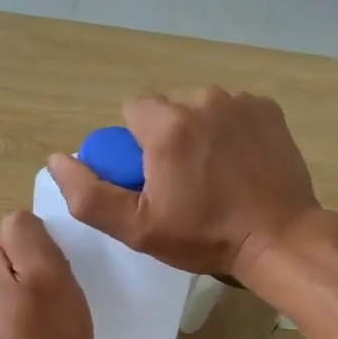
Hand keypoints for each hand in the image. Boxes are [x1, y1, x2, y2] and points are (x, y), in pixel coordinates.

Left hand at [0, 211, 92, 338]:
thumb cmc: (46, 334)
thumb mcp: (48, 271)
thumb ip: (28, 233)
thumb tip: (20, 226)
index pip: (23, 229)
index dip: (45, 252)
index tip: (54, 280)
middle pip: (17, 250)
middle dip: (37, 268)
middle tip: (53, 299)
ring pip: (17, 274)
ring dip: (34, 289)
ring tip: (47, 316)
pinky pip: (12, 298)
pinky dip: (26, 308)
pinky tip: (36, 329)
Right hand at [46, 88, 321, 280]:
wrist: (279, 239)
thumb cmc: (205, 237)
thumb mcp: (138, 229)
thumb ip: (89, 195)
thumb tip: (58, 159)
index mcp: (168, 125)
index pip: (131, 110)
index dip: (135, 145)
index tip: (152, 178)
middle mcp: (204, 99)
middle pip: (166, 106)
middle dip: (165, 135)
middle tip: (182, 179)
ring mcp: (241, 101)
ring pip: (199, 106)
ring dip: (197, 130)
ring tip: (213, 173)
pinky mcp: (268, 109)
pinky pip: (232, 110)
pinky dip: (229, 129)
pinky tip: (238, 163)